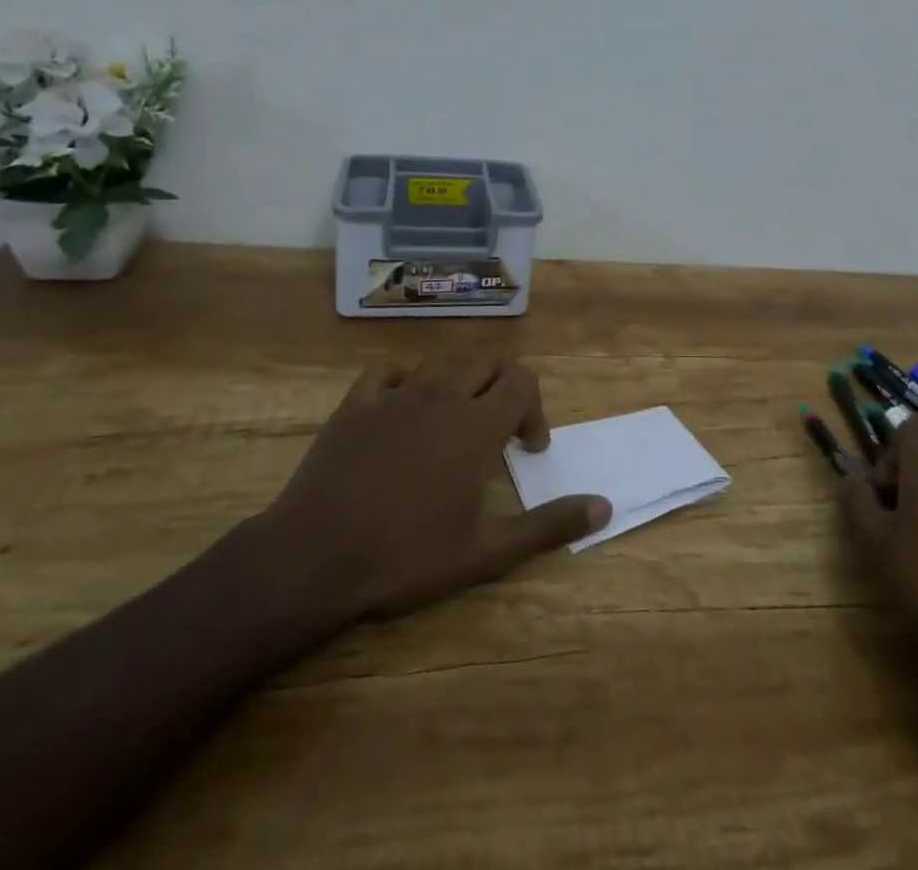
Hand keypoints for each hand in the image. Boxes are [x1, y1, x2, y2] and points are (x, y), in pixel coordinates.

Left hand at [244, 356, 611, 632]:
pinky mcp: (357, 402)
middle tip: (499, 427)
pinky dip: (407, 380)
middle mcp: (442, 395)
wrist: (314, 557)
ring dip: (461, 378)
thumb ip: (548, 525)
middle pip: (488, 360)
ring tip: (457, 415)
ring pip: (442, 359)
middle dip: (504, 384)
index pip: (522, 381)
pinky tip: (405, 407)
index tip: (528, 448)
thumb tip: (604, 506)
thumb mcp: (486, 552)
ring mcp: (396, 394)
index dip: (534, 408)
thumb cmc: (406, 557)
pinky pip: (389, 371)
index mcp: (477, 425)